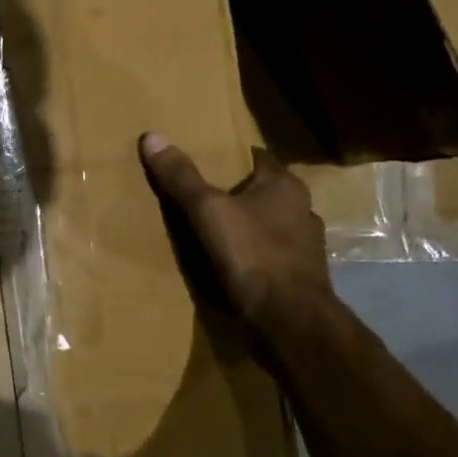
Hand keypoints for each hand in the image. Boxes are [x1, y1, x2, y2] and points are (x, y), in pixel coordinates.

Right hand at [138, 133, 331, 322]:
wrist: (290, 320)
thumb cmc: (253, 255)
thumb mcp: (208, 211)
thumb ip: (181, 177)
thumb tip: (152, 136)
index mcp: (285, 185)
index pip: (257, 157)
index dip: (231, 156)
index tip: (205, 159)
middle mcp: (302, 209)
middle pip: (262, 191)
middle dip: (235, 192)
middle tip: (200, 194)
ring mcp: (305, 246)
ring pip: (268, 224)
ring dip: (246, 225)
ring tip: (212, 230)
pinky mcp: (301, 276)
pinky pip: (269, 255)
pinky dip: (252, 255)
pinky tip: (230, 263)